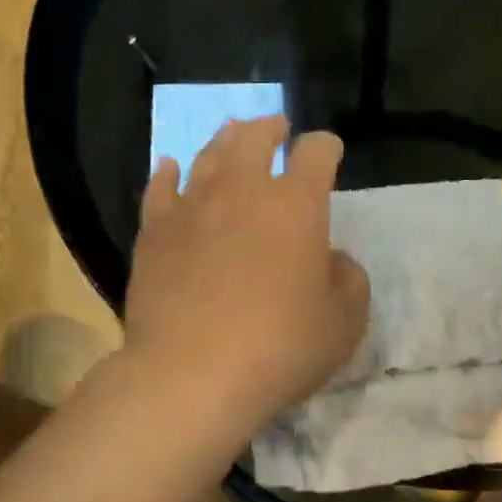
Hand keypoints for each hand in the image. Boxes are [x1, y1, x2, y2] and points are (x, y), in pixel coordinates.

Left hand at [125, 116, 369, 424]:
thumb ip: (349, 281)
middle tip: (277, 126)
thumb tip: (331, 260)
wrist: (192, 374)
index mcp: (296, 205)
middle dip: (270, 128)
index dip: (325, 147)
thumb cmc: (281, 348)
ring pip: (208, 156)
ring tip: (232, 135)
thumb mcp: (344, 322)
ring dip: (225, 141)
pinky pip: (160, 189)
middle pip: (254, 138)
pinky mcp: (153, 234)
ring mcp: (191, 208)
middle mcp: (242, 191)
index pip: (315, 154)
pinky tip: (169, 166)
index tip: (329, 150)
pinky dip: (167, 173)